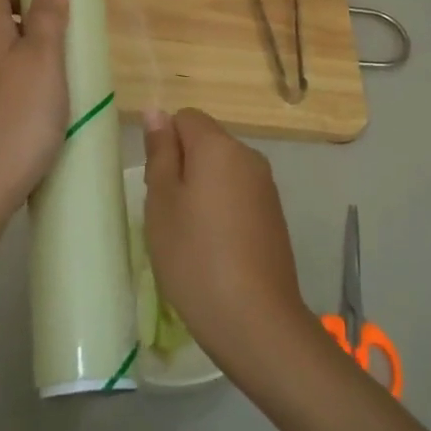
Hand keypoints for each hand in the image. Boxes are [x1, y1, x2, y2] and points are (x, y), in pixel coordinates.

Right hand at [142, 107, 313, 374]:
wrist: (254, 319)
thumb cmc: (194, 256)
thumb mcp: (162, 202)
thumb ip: (160, 152)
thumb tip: (157, 112)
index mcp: (220, 147)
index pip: (186, 117)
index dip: (165, 143)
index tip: (155, 183)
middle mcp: (249, 157)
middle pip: (206, 143)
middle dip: (182, 167)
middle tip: (166, 213)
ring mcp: (266, 188)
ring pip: (222, 172)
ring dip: (201, 191)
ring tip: (188, 235)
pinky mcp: (274, 217)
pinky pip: (238, 196)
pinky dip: (222, 211)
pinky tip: (213, 248)